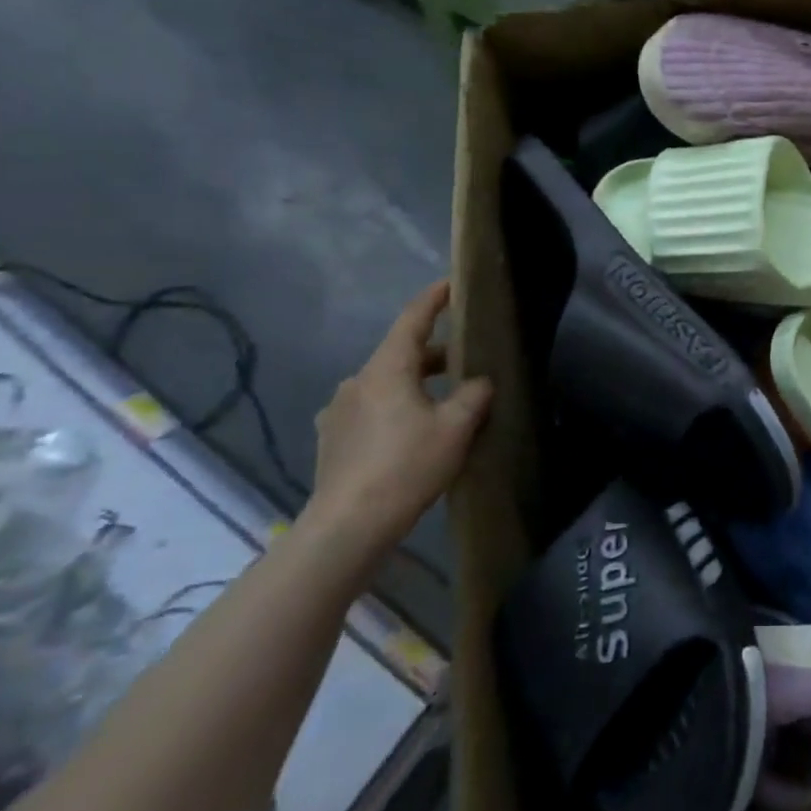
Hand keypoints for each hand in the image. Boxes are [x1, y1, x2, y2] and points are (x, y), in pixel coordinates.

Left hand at [310, 280, 492, 549]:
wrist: (347, 526)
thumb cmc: (406, 466)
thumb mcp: (455, 428)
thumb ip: (473, 396)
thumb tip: (479, 382)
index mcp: (386, 369)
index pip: (413, 319)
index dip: (434, 299)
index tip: (451, 284)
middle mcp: (357, 381)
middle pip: (401, 354)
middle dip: (433, 354)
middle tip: (464, 362)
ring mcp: (338, 411)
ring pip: (385, 383)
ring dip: (413, 384)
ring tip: (441, 403)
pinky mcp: (331, 439)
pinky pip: (369, 409)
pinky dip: (393, 408)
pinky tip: (408, 434)